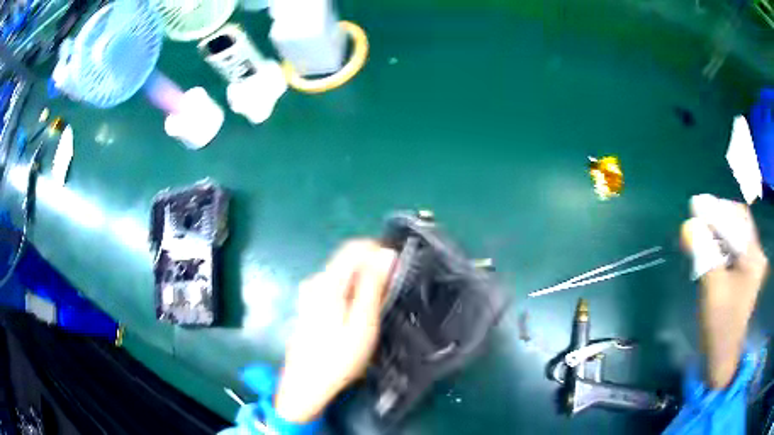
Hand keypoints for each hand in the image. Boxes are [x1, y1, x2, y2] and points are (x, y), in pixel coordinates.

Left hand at [274, 240, 396, 422]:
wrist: (305, 385)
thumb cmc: (338, 358)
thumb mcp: (363, 323)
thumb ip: (373, 286)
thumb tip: (386, 254)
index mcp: (327, 282)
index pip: (354, 247)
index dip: (378, 250)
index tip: (398, 266)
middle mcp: (315, 281)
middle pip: (347, 259)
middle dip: (372, 265)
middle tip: (393, 289)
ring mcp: (309, 293)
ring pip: (342, 273)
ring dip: (364, 279)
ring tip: (380, 303)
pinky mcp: (309, 305)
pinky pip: (336, 286)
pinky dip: (352, 290)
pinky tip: (360, 312)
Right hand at [682, 195, 767, 388]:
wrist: (722, 358)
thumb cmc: (721, 326)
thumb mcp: (713, 290)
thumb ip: (704, 255)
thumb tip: (688, 225)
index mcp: (753, 257)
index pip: (738, 219)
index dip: (718, 209)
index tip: (696, 205)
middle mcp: (755, 256)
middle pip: (738, 224)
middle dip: (717, 218)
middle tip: (696, 217)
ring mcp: (751, 266)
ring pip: (734, 236)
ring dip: (717, 232)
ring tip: (699, 232)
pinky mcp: (744, 275)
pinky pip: (732, 250)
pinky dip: (719, 245)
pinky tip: (707, 249)